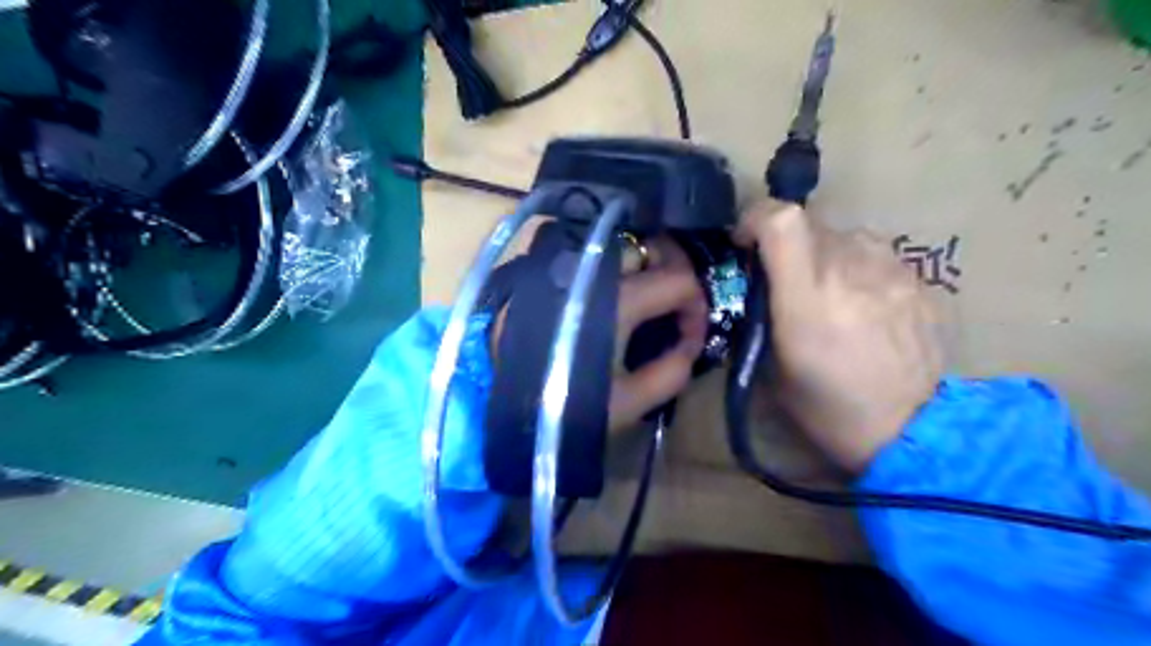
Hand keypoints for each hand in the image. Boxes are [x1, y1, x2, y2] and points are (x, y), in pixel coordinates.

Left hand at [487, 235, 711, 430]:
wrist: (490, 397)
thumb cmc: (559, 403)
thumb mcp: (625, 403)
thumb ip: (670, 373)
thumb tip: (689, 348)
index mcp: (619, 299)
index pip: (680, 281)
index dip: (697, 307)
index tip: (691, 338)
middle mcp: (595, 268)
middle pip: (652, 247)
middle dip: (674, 273)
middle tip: (675, 307)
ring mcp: (568, 262)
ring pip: (620, 246)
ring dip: (643, 266)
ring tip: (646, 300)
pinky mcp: (546, 269)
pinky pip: (591, 254)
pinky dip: (612, 267)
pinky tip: (610, 294)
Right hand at [736, 198, 942, 470]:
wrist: (913, 433)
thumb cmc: (828, 409)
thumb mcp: (771, 369)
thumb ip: (761, 316)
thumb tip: (757, 286)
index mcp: (808, 296)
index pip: (783, 220)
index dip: (757, 217)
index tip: (747, 242)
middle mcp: (852, 271)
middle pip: (812, 224)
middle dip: (789, 244)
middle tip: (788, 279)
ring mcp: (894, 272)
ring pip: (848, 236)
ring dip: (828, 254)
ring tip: (831, 291)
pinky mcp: (923, 282)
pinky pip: (880, 257)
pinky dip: (862, 270)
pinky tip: (866, 306)